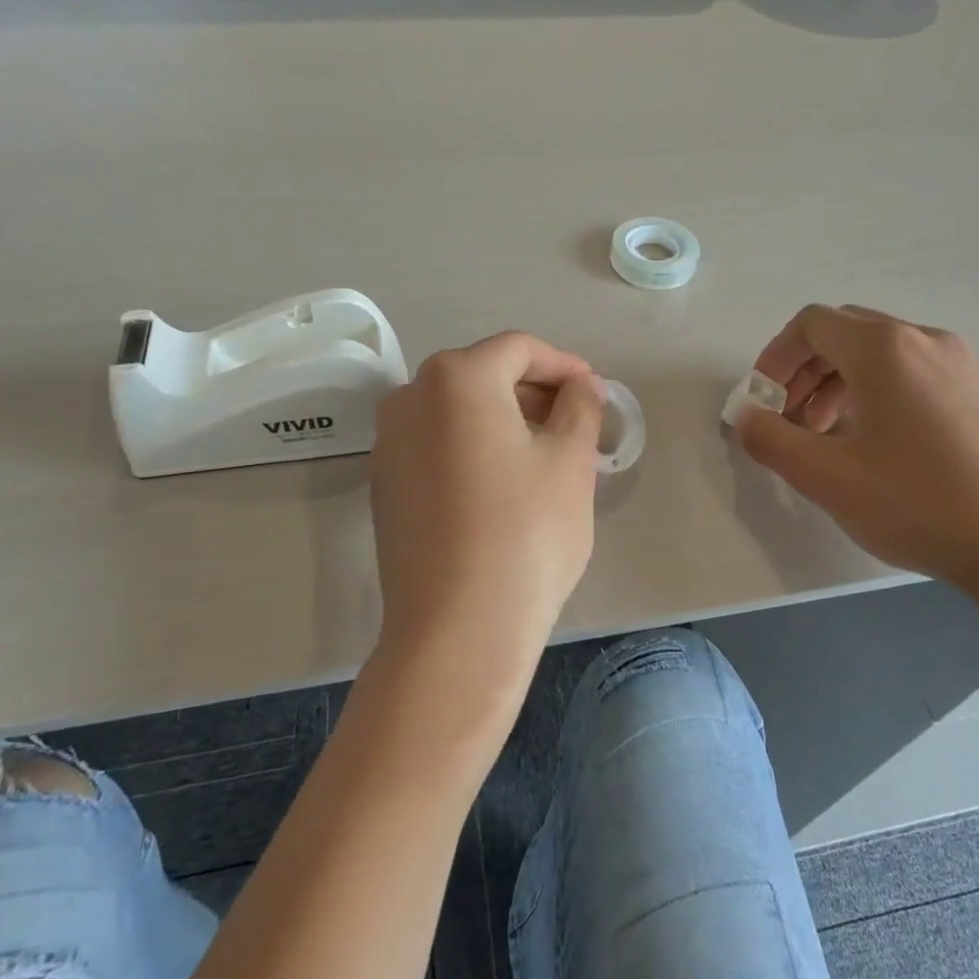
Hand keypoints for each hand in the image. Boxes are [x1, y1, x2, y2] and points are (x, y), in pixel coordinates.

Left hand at [369, 331, 605, 702]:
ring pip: (457, 411)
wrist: (456, 629)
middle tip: (576, 422)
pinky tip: (503, 484)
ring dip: (504, 419)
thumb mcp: (571, 461)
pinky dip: (473, 446)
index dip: (563, 365)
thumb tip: (581, 386)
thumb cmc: (526, 533)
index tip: (594, 391)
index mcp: (456, 378)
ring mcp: (389, 443)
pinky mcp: (384, 485)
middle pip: (483, 375)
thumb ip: (580, 407)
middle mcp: (410, 398)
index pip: (518, 349)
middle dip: (534, 391)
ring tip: (545, 452)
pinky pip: (436, 444)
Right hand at [736, 304, 978, 594]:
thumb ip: (770, 439)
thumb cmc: (916, 503)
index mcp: (884, 349)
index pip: (812, 323)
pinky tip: (882, 447)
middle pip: (846, 333)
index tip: (764, 402)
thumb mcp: (824, 476)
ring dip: (841, 384)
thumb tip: (747, 416)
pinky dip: (880, 393)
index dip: (776, 357)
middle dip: (806, 371)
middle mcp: (925, 339)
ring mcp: (963, 364)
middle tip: (793, 422)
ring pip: (882, 354)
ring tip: (831, 438)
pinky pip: (916, 373)